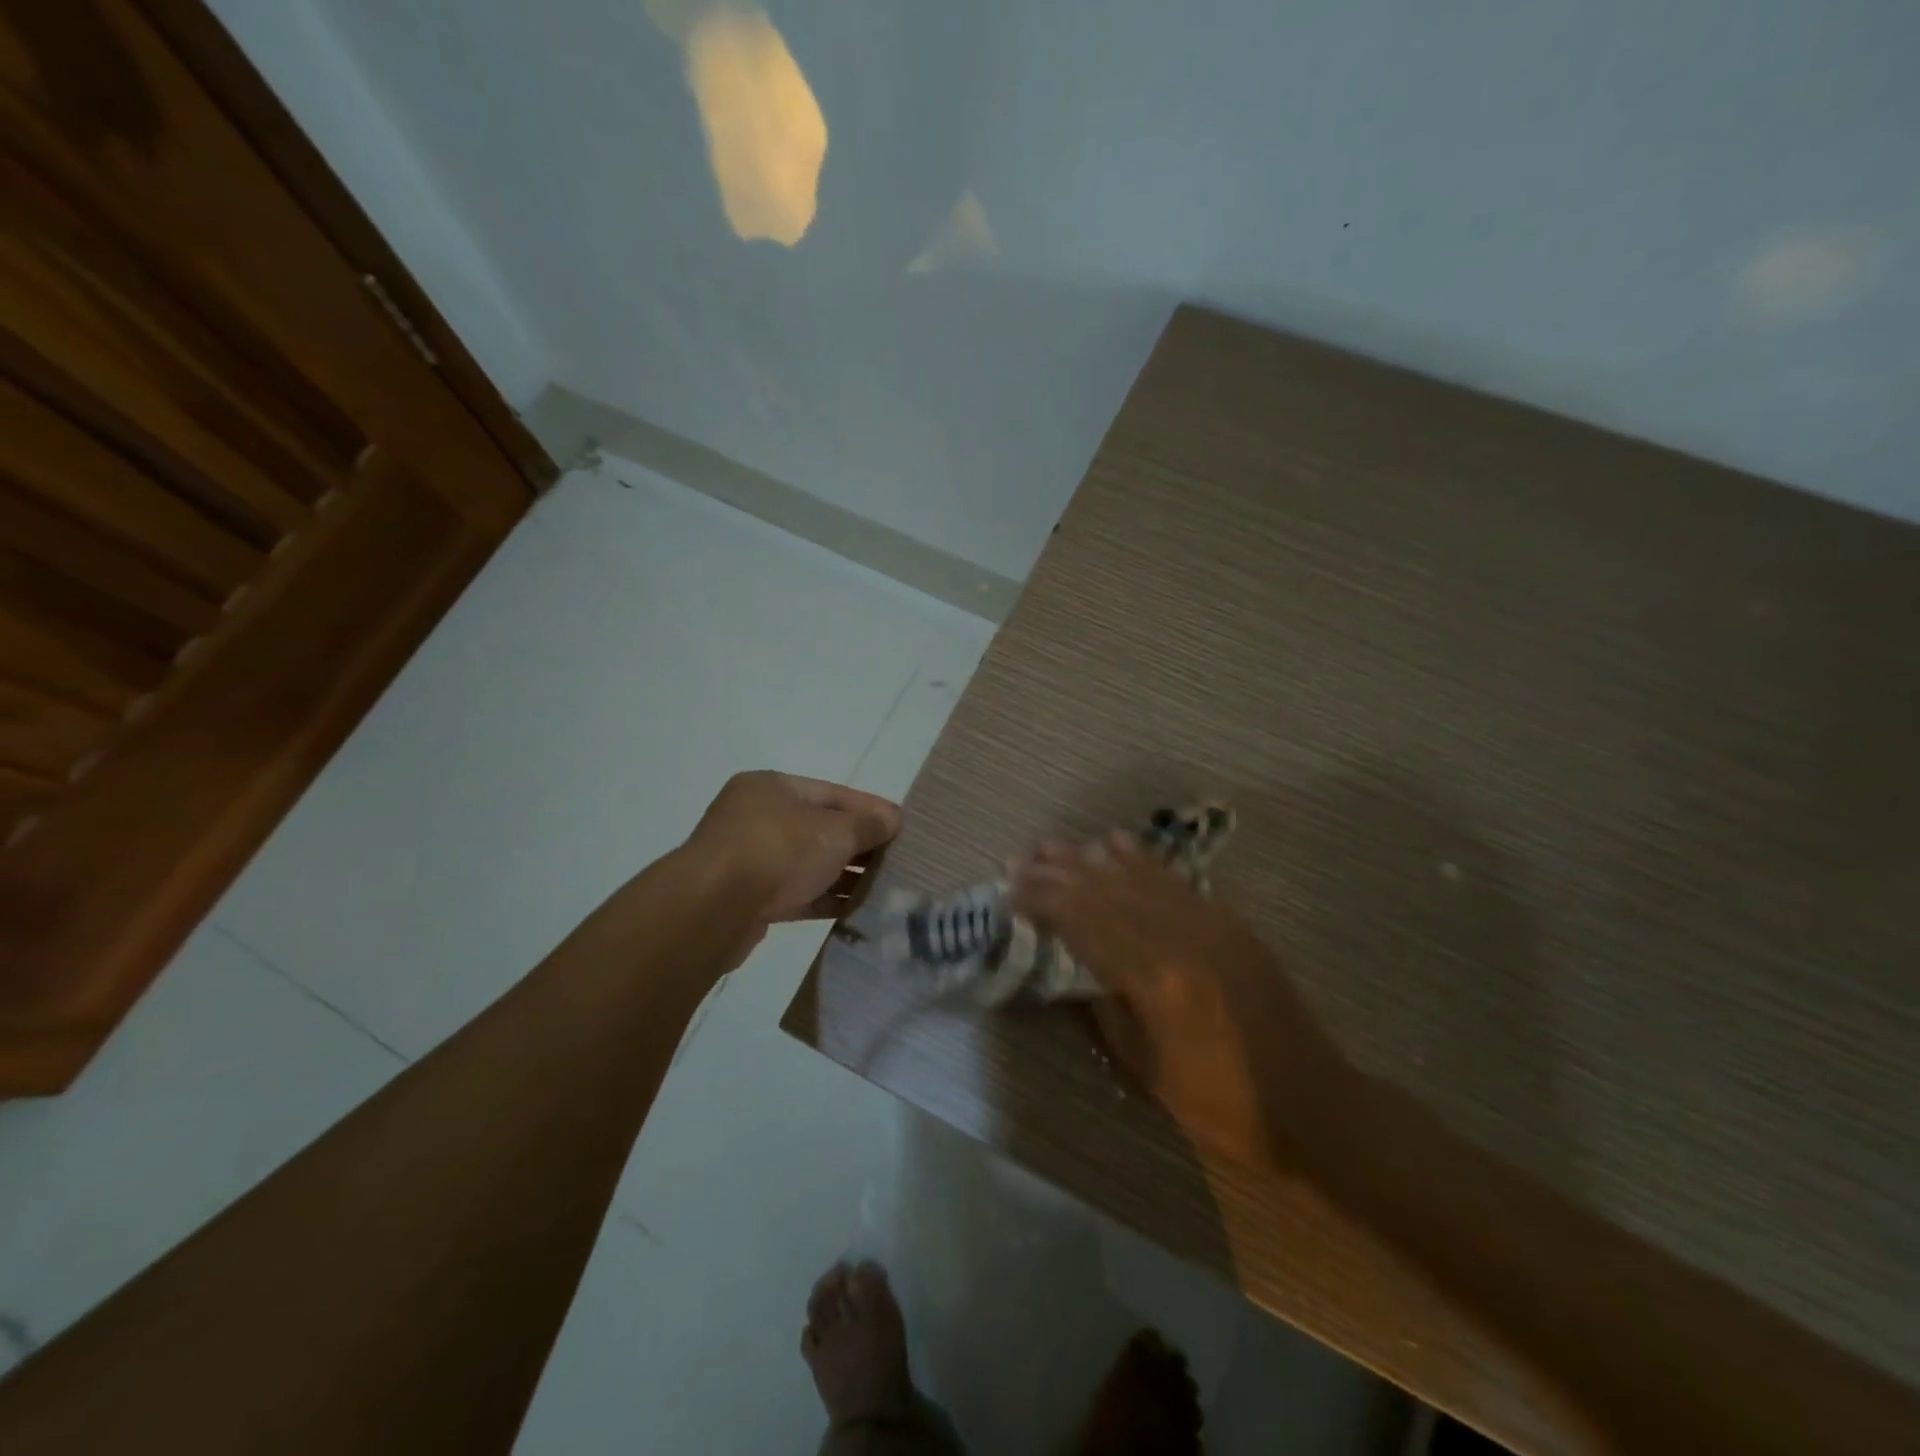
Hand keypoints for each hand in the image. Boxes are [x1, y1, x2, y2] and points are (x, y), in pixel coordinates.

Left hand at [685, 771, 900, 927]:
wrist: (712, 909)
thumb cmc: (777, 851)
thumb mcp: (833, 831)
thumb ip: (867, 824)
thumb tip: (892, 819)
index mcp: (772, 787)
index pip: (833, 792)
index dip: (870, 808)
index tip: (901, 825)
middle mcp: (757, 817)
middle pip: (820, 828)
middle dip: (858, 844)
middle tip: (897, 859)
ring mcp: (749, 858)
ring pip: (807, 863)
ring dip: (843, 875)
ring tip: (883, 888)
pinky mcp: (748, 898)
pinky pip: (795, 893)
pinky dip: (823, 898)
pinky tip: (855, 909)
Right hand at [1009, 831, 1345, 1168]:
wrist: (1311, 1104)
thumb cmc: (1220, 1104)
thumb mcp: (1146, 1068)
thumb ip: (1104, 1008)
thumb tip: (1073, 968)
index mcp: (1154, 979)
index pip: (1084, 923)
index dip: (1043, 902)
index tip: (1010, 890)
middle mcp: (1178, 937)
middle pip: (1104, 892)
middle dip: (1058, 872)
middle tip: (1021, 859)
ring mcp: (1208, 923)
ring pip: (1137, 877)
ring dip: (1091, 859)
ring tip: (1054, 846)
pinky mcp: (1229, 922)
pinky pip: (1174, 880)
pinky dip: (1140, 859)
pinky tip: (1116, 842)